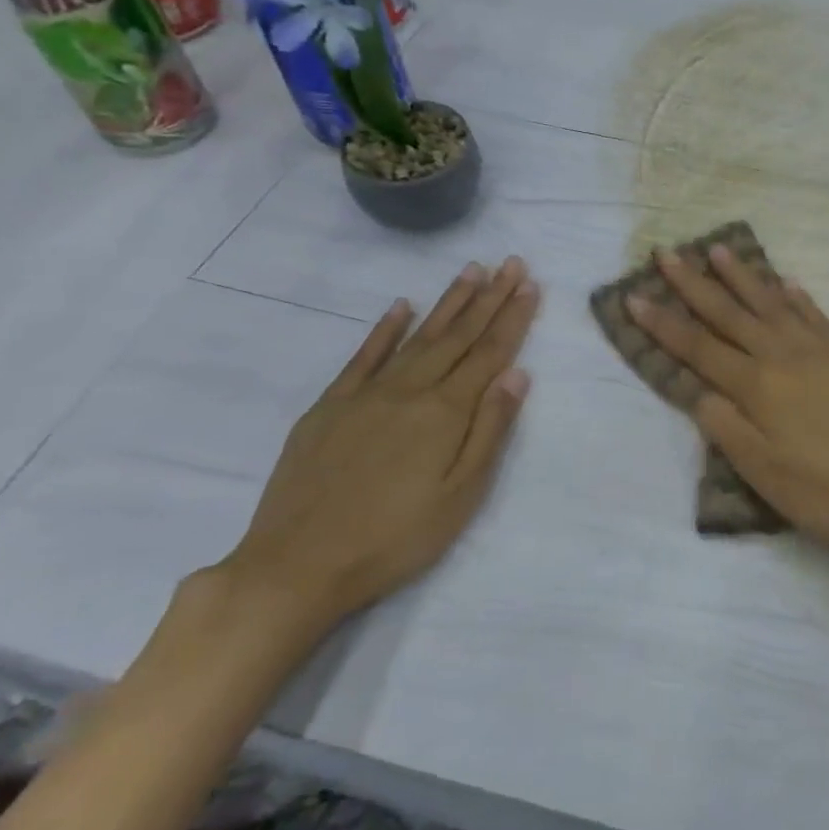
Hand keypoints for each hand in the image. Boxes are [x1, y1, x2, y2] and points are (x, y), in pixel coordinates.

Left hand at [216, 257, 538, 630]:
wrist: (297, 566)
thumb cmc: (395, 538)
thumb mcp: (461, 495)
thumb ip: (490, 430)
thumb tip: (517, 374)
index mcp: (445, 412)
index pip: (489, 353)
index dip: (513, 318)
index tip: (531, 285)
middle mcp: (409, 390)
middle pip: (458, 335)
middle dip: (489, 297)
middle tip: (511, 263)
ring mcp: (366, 394)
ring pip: (417, 336)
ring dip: (448, 302)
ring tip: (472, 271)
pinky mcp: (330, 406)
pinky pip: (364, 356)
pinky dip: (385, 328)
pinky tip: (401, 306)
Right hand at [628, 246, 828, 555]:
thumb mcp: (765, 474)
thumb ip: (728, 428)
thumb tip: (700, 391)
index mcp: (758, 388)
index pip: (699, 348)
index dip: (664, 323)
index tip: (634, 295)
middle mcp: (785, 356)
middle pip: (730, 314)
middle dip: (694, 284)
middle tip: (667, 253)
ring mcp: (824, 349)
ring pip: (773, 303)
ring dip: (743, 276)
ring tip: (718, 249)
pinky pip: (817, 314)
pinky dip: (797, 296)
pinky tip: (786, 282)